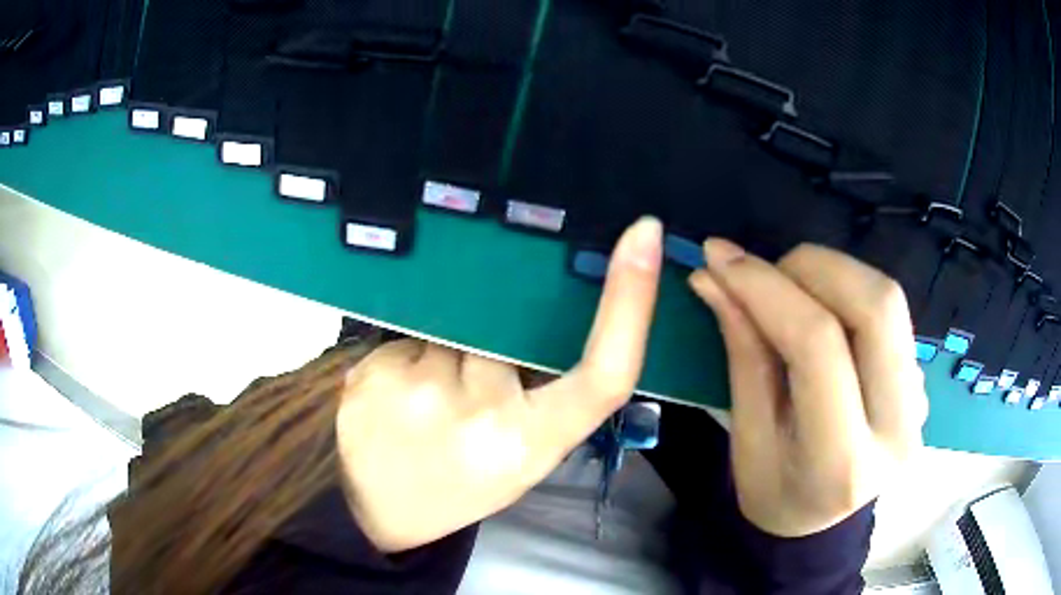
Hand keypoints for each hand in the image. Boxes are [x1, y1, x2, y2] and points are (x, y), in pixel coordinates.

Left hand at [336, 217, 662, 551]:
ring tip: (421, 400)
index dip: (632, 301)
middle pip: (508, 329)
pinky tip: (393, 396)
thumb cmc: (457, 488)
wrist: (372, 510)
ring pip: (453, 331)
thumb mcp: (517, 460)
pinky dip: (408, 359)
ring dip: (445, 355)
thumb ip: (543, 402)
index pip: (604, 372)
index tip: (644, 233)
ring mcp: (423, 386)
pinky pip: (408, 339)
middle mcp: (484, 411)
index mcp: (532, 443)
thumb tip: (544, 327)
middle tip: (462, 391)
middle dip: (492, 344)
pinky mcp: (375, 368)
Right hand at [689, 240, 927, 537]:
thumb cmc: (774, 491)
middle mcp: (897, 428)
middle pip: (876, 306)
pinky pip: (892, 315)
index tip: (720, 257)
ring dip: (834, 273)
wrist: (821, 524)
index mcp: (841, 460)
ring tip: (790, 288)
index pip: (817, 346)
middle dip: (813, 267)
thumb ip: (742, 354)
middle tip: (767, 272)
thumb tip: (713, 278)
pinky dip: (851, 293)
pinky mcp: (923, 384)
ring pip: (889, 300)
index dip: (766, 289)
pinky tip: (823, 312)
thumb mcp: (747, 438)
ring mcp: (920, 403)